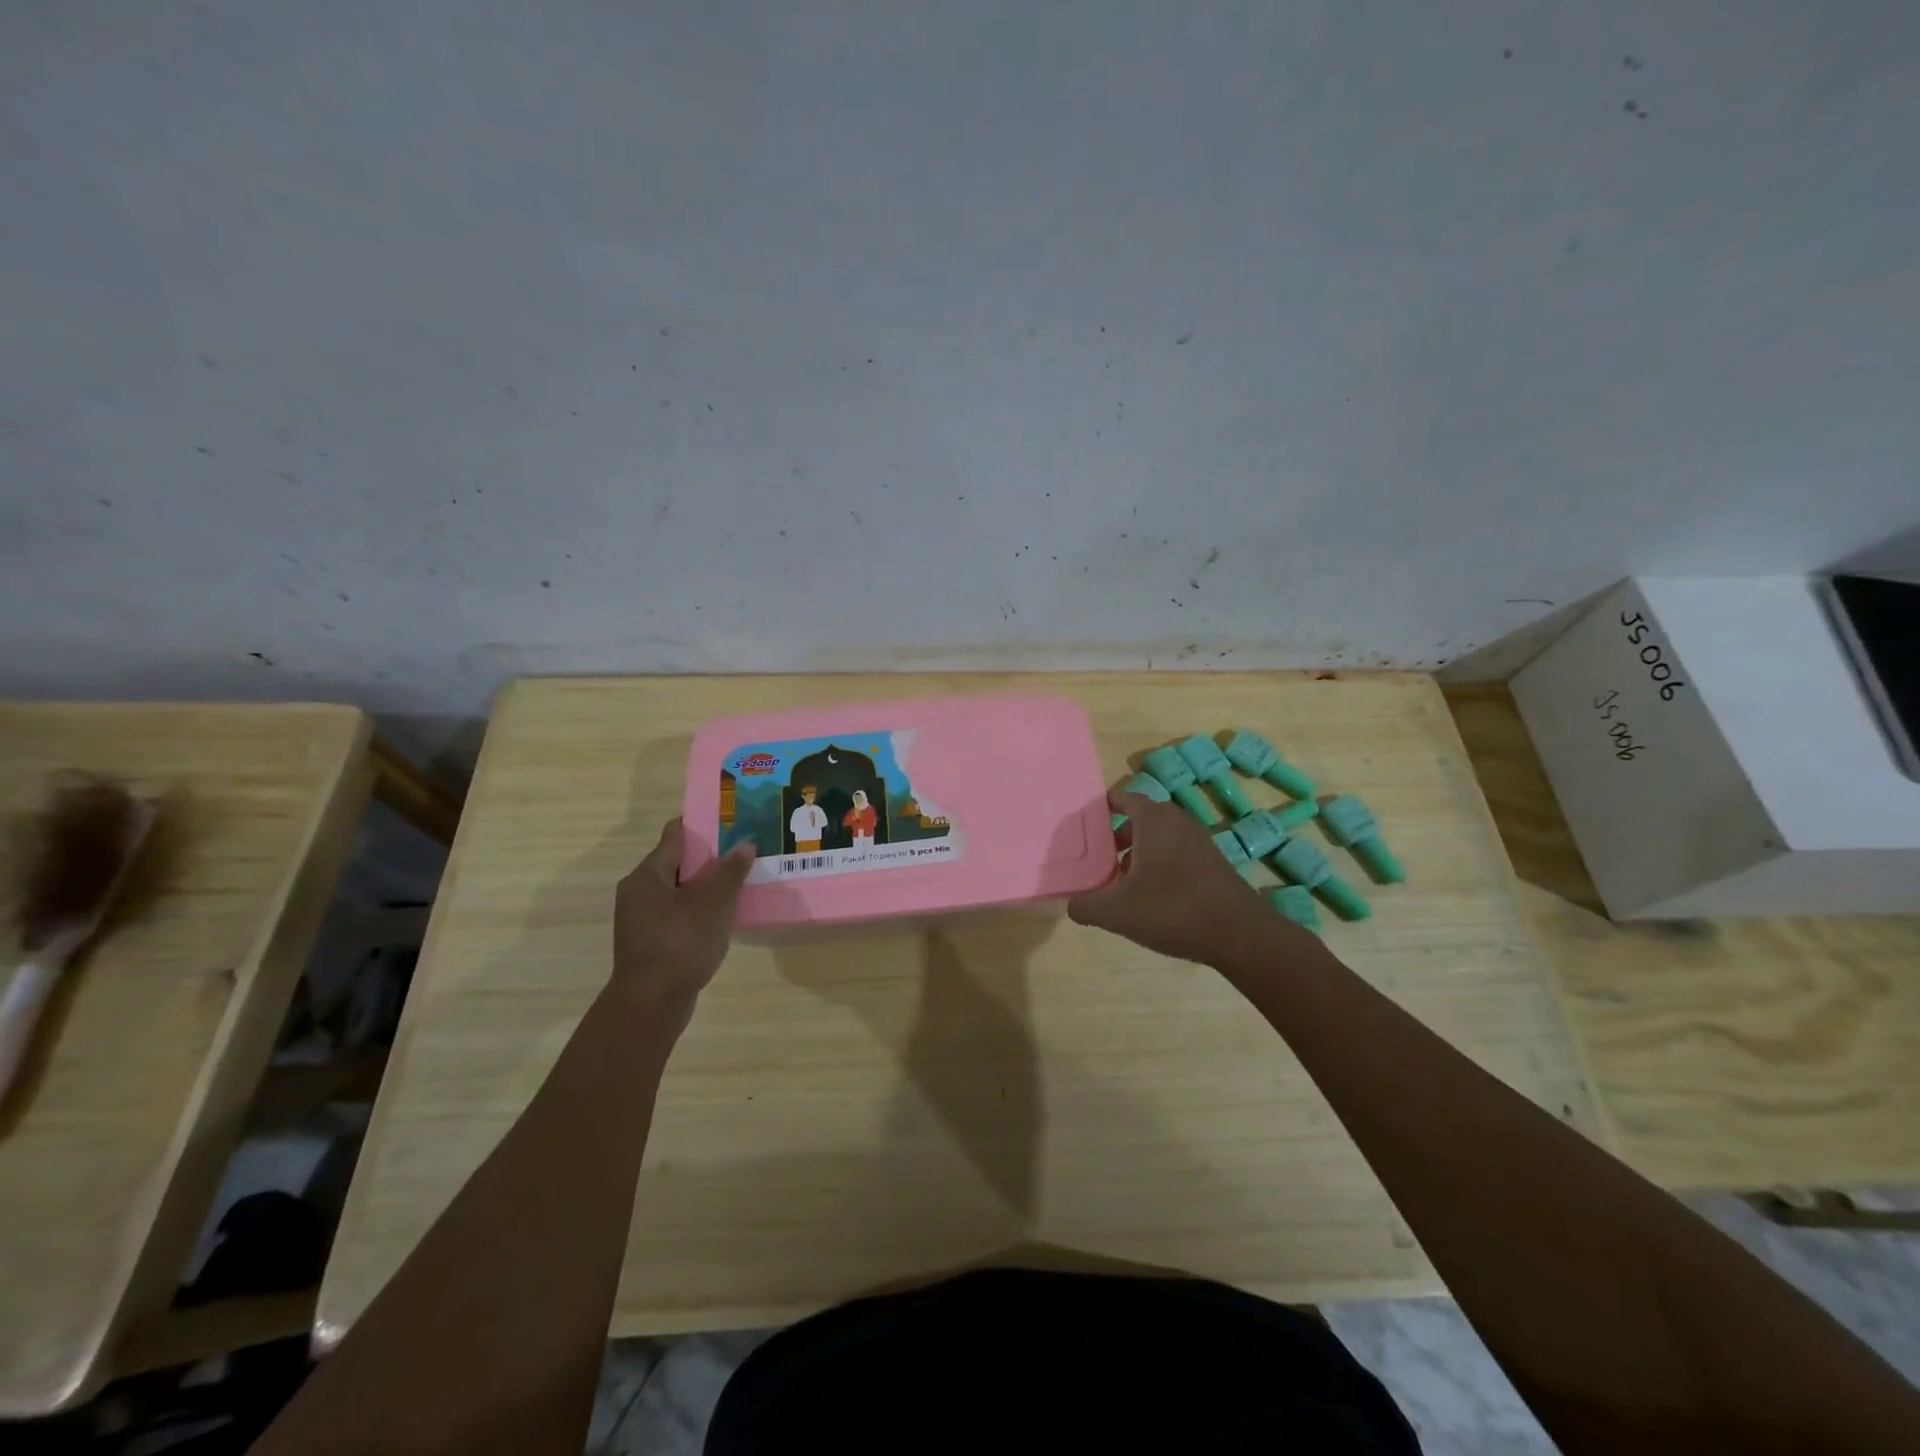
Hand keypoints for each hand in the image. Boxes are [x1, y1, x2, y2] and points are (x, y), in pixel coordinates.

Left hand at [613, 819, 753, 1027]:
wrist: (651, 1005)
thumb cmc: (680, 945)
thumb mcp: (713, 904)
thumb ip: (730, 872)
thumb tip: (745, 844)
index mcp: (648, 875)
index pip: (675, 835)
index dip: (703, 825)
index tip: (731, 821)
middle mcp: (638, 891)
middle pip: (678, 862)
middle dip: (710, 857)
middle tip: (744, 851)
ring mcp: (641, 919)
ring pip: (680, 890)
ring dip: (707, 886)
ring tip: (740, 882)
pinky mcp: (650, 942)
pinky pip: (678, 913)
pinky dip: (699, 909)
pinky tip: (724, 915)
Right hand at [1068, 792, 1272, 964]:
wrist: (1240, 935)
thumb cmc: (1173, 910)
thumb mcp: (1117, 912)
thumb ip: (1086, 906)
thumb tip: (1071, 905)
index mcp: (1153, 821)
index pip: (1124, 797)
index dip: (1102, 807)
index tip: (1085, 824)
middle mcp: (1178, 822)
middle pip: (1141, 818)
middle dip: (1117, 835)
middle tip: (1098, 857)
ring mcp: (1199, 842)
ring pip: (1160, 838)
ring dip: (1139, 853)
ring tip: (1120, 881)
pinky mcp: (1213, 864)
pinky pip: (1177, 854)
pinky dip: (1159, 865)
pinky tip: (1151, 897)